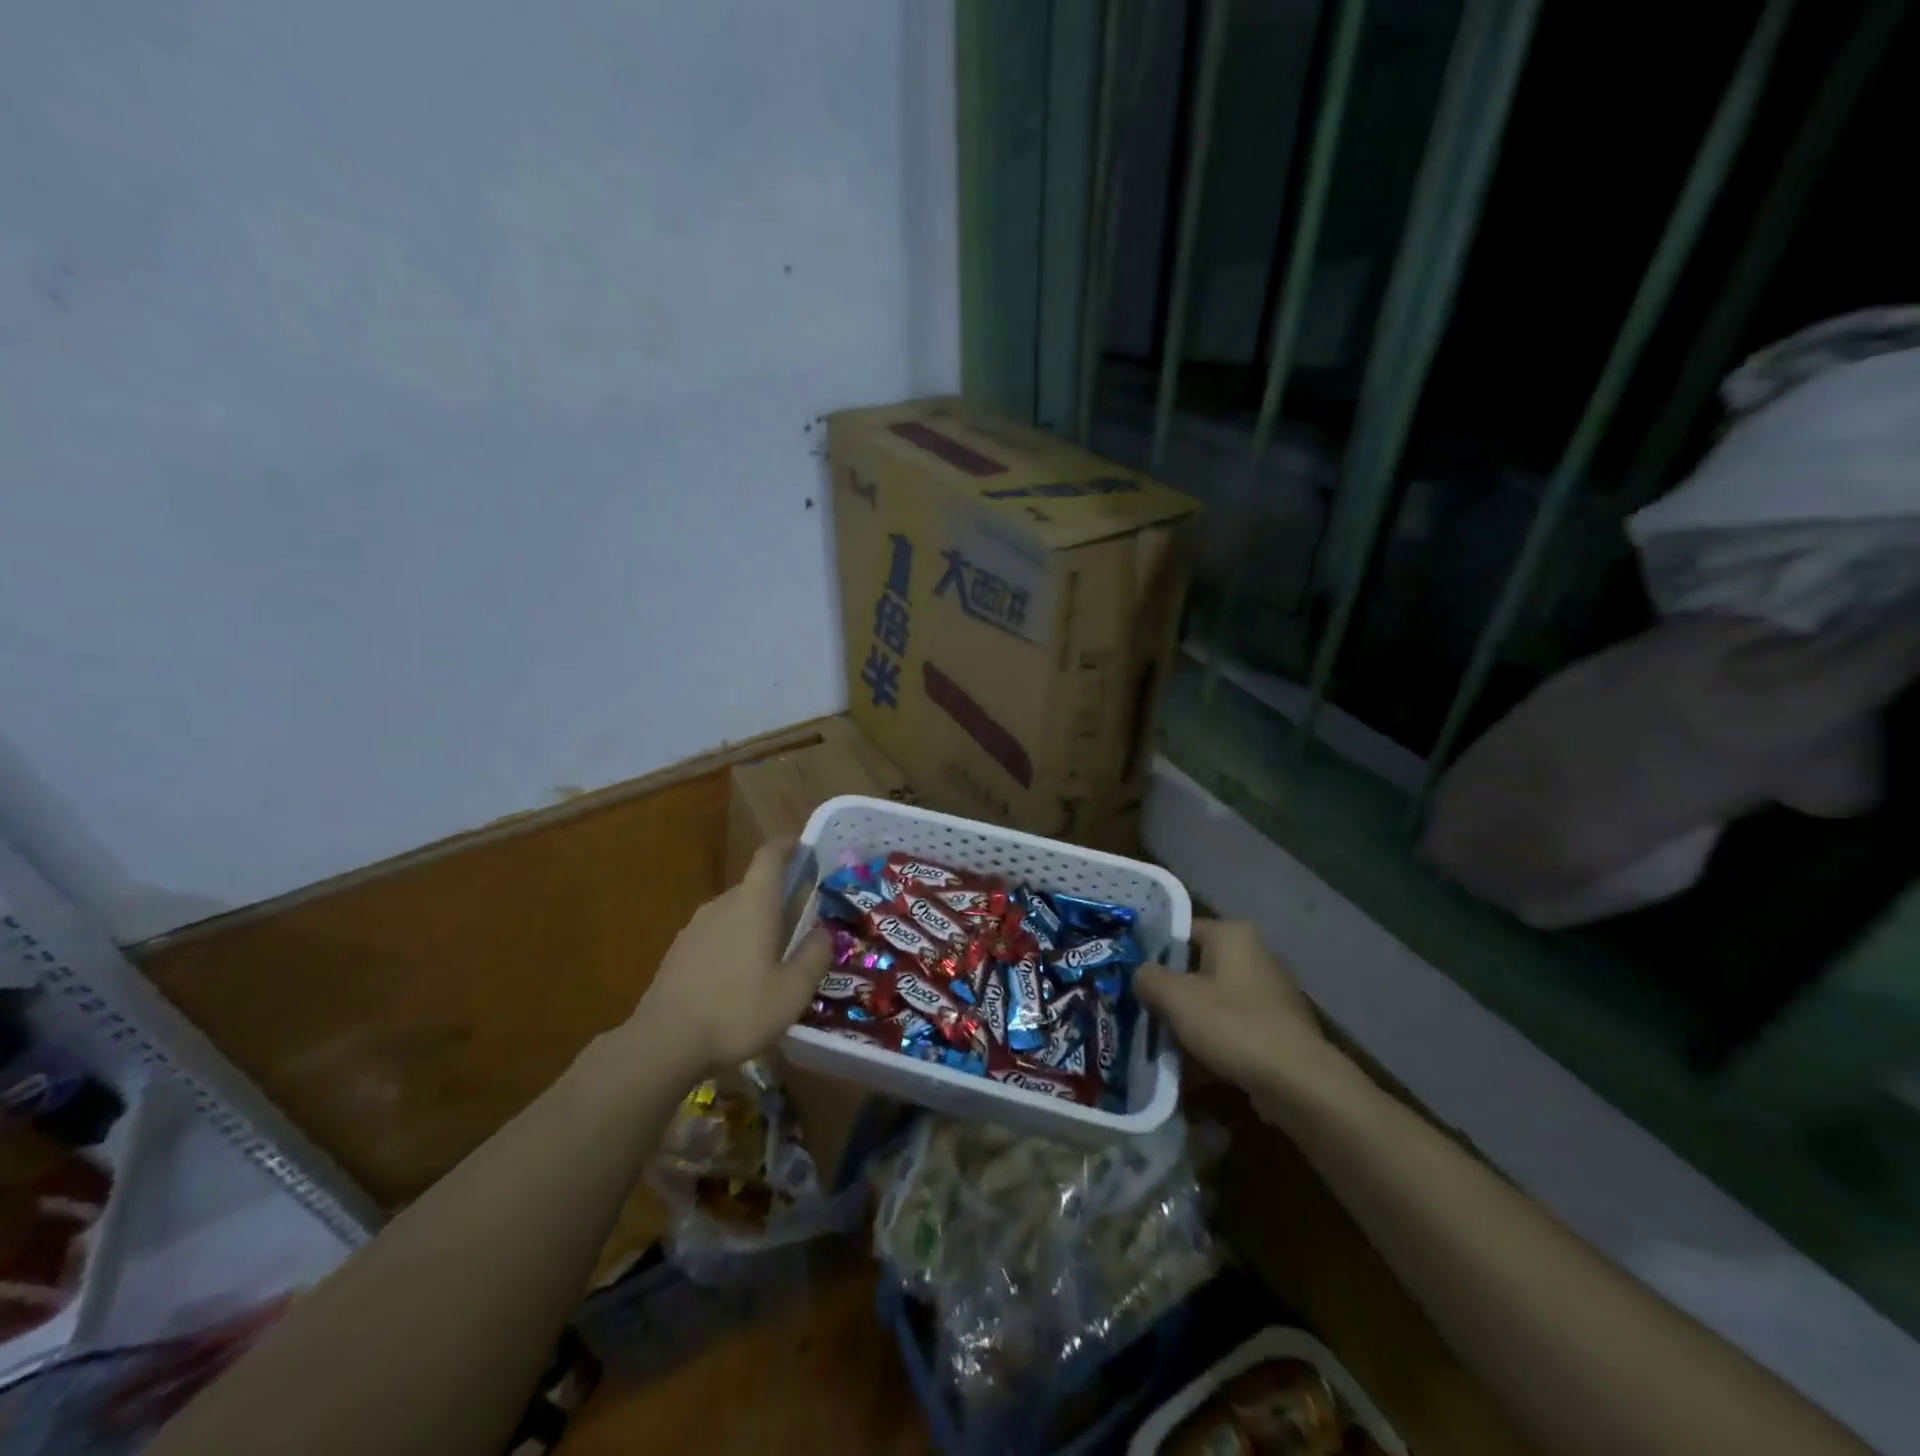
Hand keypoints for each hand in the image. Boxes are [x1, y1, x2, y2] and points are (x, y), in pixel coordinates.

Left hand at [627, 839, 831, 1081]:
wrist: (662, 1044)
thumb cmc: (737, 1011)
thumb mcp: (792, 991)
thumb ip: (814, 956)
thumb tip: (824, 932)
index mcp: (753, 904)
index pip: (769, 857)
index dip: (787, 846)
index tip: (802, 845)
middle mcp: (721, 906)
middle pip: (753, 886)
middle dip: (777, 895)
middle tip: (800, 917)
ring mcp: (694, 929)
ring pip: (733, 913)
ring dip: (754, 922)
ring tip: (771, 953)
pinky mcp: (677, 953)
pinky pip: (714, 935)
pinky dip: (732, 943)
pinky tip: (738, 978)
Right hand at [1135, 920, 1339, 1107]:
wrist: (1297, 1082)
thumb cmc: (1232, 1024)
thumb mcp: (1175, 997)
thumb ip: (1148, 978)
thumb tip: (1141, 975)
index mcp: (1233, 935)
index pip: (1182, 932)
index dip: (1154, 953)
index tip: (1133, 977)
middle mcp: (1255, 955)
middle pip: (1197, 969)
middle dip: (1170, 994)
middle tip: (1142, 1012)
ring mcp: (1269, 994)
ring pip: (1213, 1002)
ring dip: (1188, 1022)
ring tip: (1161, 1046)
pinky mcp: (1277, 1029)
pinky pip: (1232, 1028)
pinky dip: (1212, 1043)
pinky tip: (1190, 1070)